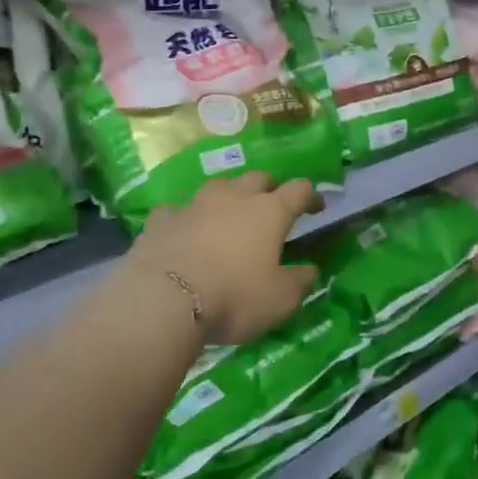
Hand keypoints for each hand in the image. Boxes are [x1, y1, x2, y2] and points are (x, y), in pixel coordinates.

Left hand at [125, 172, 322, 344]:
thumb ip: (300, 281)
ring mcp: (194, 205)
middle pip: (258, 178)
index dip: (311, 196)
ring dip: (228, 196)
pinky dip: (185, 217)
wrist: (163, 300)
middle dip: (269, 188)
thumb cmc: (234, 297)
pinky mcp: (161, 220)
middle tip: (271, 206)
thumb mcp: (281, 300)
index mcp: (269, 211)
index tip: (317, 207)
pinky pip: (177, 210)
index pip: (299, 190)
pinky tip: (183, 230)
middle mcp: (234, 198)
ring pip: (218, 186)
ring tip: (228, 215)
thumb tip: (310, 270)